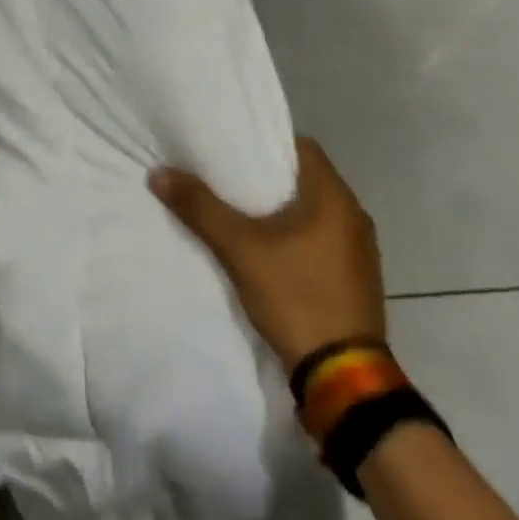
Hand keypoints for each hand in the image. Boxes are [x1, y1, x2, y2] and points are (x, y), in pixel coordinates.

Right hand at [149, 136, 384, 372]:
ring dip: (279, 210)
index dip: (264, 142)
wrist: (342, 377)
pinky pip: (319, 241)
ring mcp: (359, 251)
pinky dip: (293, 237)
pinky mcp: (355, 279)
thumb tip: (159, 173)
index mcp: (335, 198)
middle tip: (223, 178)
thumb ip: (200, 208)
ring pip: (311, 212)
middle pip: (304, 179)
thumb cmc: (296, 297)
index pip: (301, 147)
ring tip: (237, 212)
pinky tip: (265, 251)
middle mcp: (354, 216)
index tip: (231, 147)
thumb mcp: (240, 249)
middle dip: (265, 178)